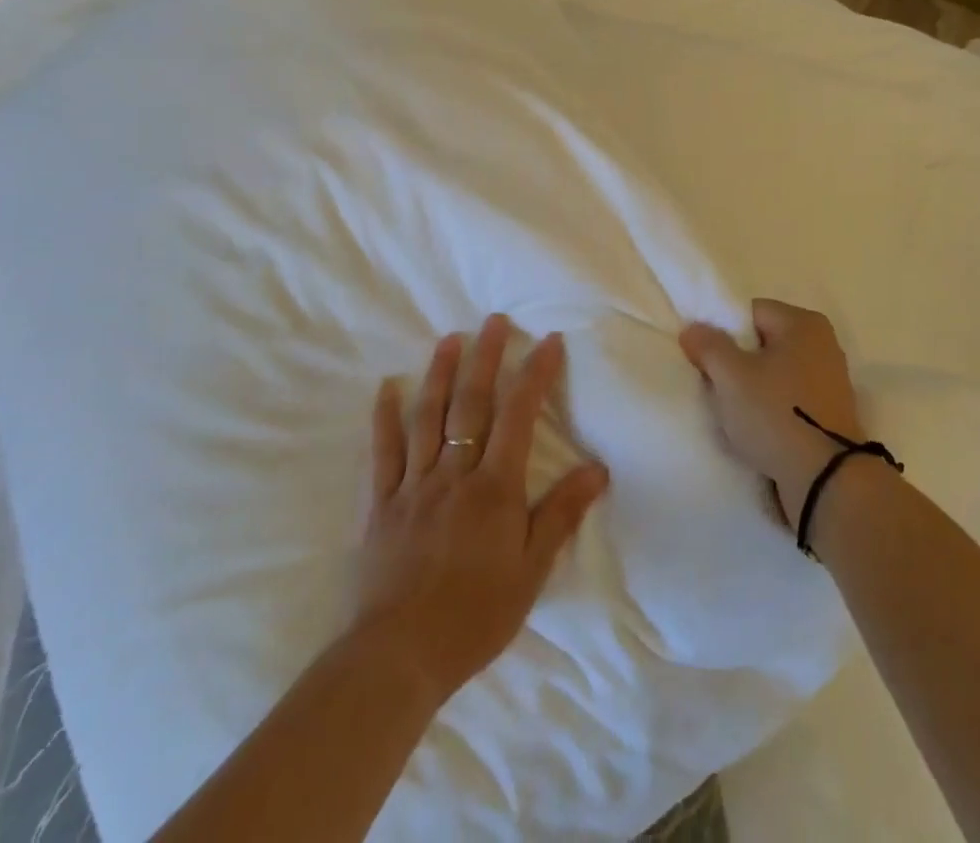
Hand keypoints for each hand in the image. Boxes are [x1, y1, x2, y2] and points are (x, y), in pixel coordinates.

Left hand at [352, 315, 608, 705]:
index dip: (535, 375)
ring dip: (439, 374)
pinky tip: (387, 387)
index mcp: (494, 488)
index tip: (547, 341)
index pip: (519, 416)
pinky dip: (384, 418)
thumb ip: (561, 514)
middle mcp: (454, 474)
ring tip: (449, 338)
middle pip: (471, 404)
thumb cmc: (474, 615)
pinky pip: (382, 453)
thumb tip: (598, 468)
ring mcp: (413, 486)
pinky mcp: (380, 505)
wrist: (397, 659)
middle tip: (493, 321)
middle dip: (486, 358)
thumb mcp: (531, 570)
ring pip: (427, 418)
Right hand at [680, 300, 862, 528]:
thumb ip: (708, 345)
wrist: (825, 479)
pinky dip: (773, 407)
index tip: (706, 360)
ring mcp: (830, 379)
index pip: (751, 312)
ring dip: (754, 388)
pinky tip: (758, 428)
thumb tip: (693, 328)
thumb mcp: (731, 376)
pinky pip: (791, 397)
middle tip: (716, 386)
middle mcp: (823, 343)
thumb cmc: (776, 414)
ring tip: (735, 412)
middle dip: (738, 362)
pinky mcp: (831, 411)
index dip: (723, 332)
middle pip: (764, 342)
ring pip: (776, 372)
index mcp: (804, 323)